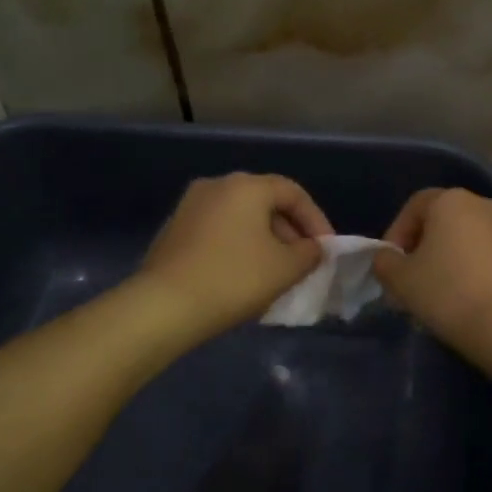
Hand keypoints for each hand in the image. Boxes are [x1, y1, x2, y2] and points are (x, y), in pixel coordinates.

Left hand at [136, 173, 332, 341]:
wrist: (164, 306)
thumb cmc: (234, 279)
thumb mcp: (286, 268)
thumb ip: (309, 253)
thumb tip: (313, 248)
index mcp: (247, 186)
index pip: (293, 193)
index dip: (316, 220)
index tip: (326, 250)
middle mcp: (217, 185)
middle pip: (265, 202)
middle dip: (289, 231)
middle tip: (302, 261)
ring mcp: (190, 206)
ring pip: (240, 217)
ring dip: (264, 240)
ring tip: (275, 271)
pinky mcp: (173, 229)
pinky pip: (218, 231)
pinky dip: (238, 246)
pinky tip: (243, 275)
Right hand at [374, 189, 491, 351]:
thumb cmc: (448, 293)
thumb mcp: (400, 280)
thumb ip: (385, 262)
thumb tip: (388, 258)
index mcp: (452, 200)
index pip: (414, 207)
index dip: (396, 234)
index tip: (389, 266)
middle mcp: (485, 205)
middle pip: (442, 222)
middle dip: (422, 249)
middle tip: (409, 281)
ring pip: (466, 241)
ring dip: (448, 261)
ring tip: (435, 295)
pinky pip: (488, 258)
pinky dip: (472, 272)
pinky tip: (464, 301)